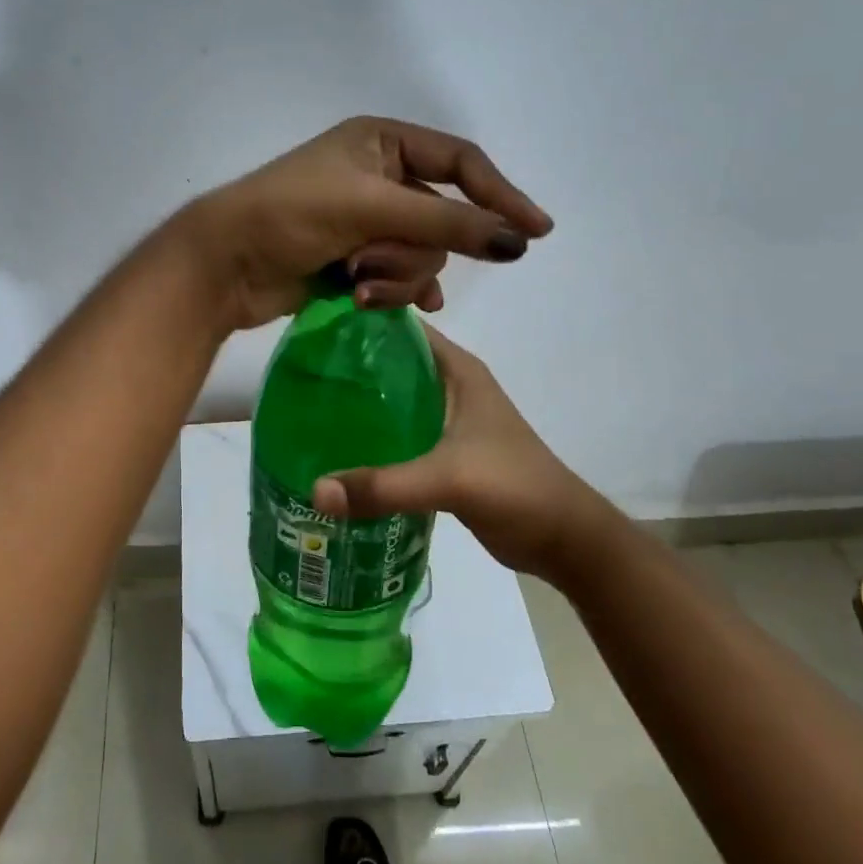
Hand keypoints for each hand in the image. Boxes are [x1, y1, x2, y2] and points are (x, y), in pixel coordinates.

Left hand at [181, 117, 552, 329]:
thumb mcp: (371, 209)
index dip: (500, 195)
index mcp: (383, 143)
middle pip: (441, 219)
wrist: (224, 264)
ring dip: (393, 275)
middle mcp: (379, 177)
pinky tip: (386, 306)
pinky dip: (395, 292)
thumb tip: (518, 241)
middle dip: (411, 250)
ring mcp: (367, 222)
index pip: (461, 163)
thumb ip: (446, 224)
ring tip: (353, 282)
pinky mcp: (354, 260)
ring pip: (420, 255)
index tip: (536, 232)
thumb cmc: (291, 215)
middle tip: (368, 262)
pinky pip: (399, 277)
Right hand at [310, 327, 614, 579]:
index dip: (359, 324)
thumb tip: (314, 491)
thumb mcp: (448, 479)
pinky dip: (373, 439)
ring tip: (307, 411)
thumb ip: (383, 485)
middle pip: (390, 365)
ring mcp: (449, 421)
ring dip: (359, 406)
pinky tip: (338, 451)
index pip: (401, 329)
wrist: (564, 539)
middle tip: (298, 377)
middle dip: (348, 369)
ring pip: (393, 401)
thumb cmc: (514, 487)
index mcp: (458, 370)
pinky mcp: (445, 453)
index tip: (312, 331)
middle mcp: (451, 387)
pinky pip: (399, 435)